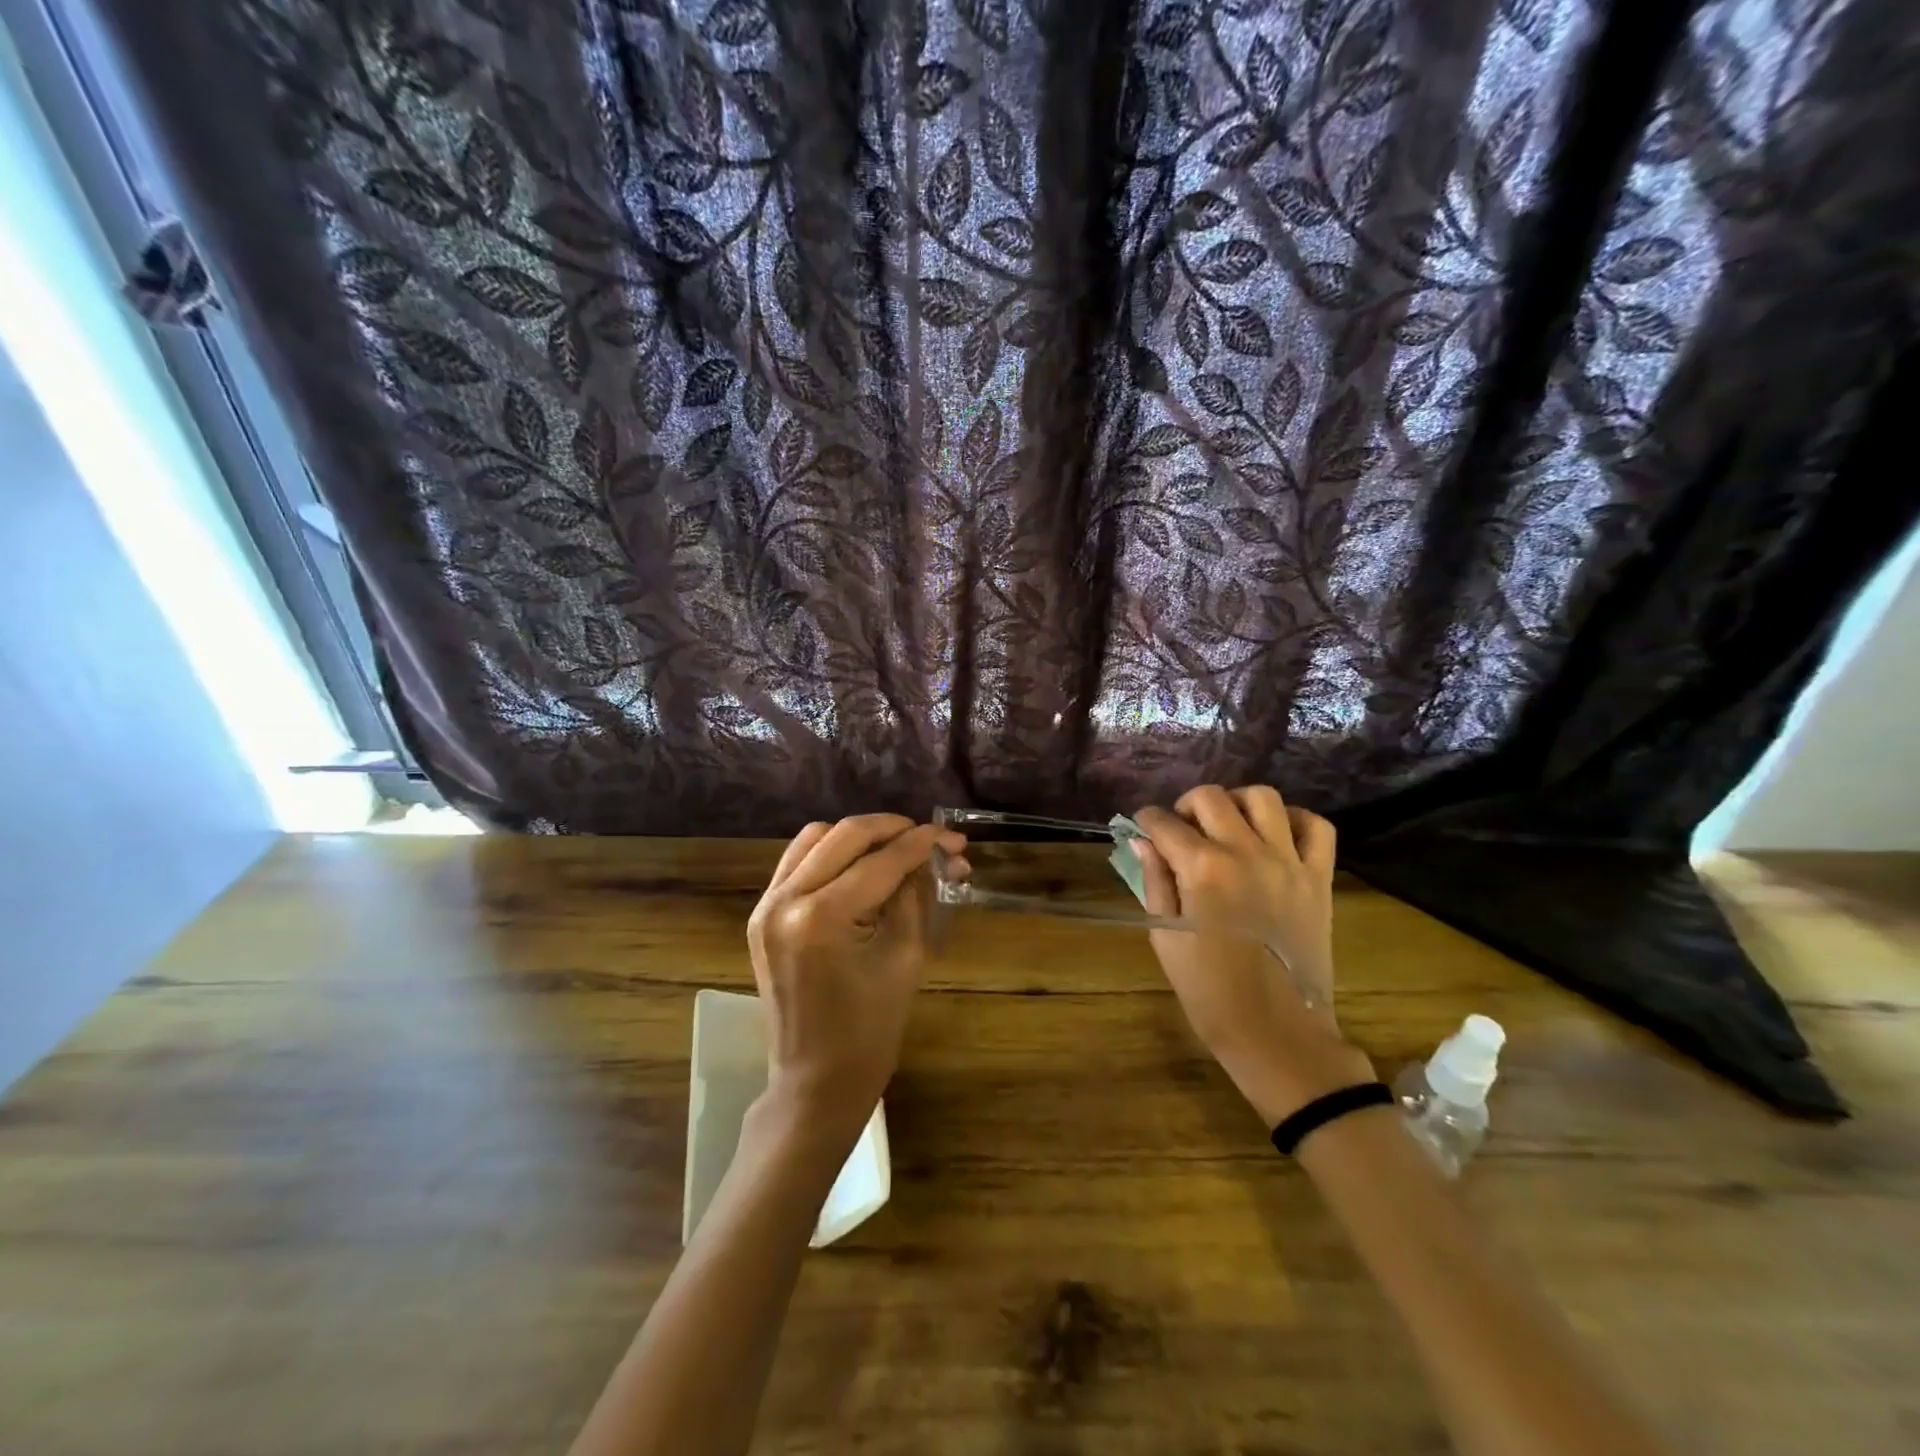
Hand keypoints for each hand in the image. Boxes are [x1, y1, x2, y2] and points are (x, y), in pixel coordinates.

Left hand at [746, 815, 964, 1143]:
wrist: (815, 1081)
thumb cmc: (870, 1031)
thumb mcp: (905, 958)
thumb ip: (914, 897)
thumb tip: (932, 857)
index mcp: (821, 918)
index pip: (881, 861)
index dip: (922, 844)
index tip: (954, 838)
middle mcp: (784, 900)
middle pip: (845, 835)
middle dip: (893, 829)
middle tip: (929, 838)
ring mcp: (766, 905)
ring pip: (816, 838)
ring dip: (860, 837)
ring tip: (896, 848)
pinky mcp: (762, 914)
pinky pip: (798, 861)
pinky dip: (831, 852)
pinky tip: (860, 865)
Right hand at [1132, 786, 1373, 1124]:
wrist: (1277, 1033)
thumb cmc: (1209, 992)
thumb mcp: (1166, 938)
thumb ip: (1155, 881)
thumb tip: (1144, 842)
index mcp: (1202, 869)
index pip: (1164, 824)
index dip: (1146, 821)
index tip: (1142, 827)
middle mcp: (1245, 853)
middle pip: (1211, 797)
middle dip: (1185, 805)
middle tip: (1181, 828)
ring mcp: (1288, 862)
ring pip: (1263, 799)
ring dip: (1237, 803)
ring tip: (1227, 825)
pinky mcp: (1319, 878)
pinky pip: (1316, 827)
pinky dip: (1295, 820)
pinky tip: (1275, 835)